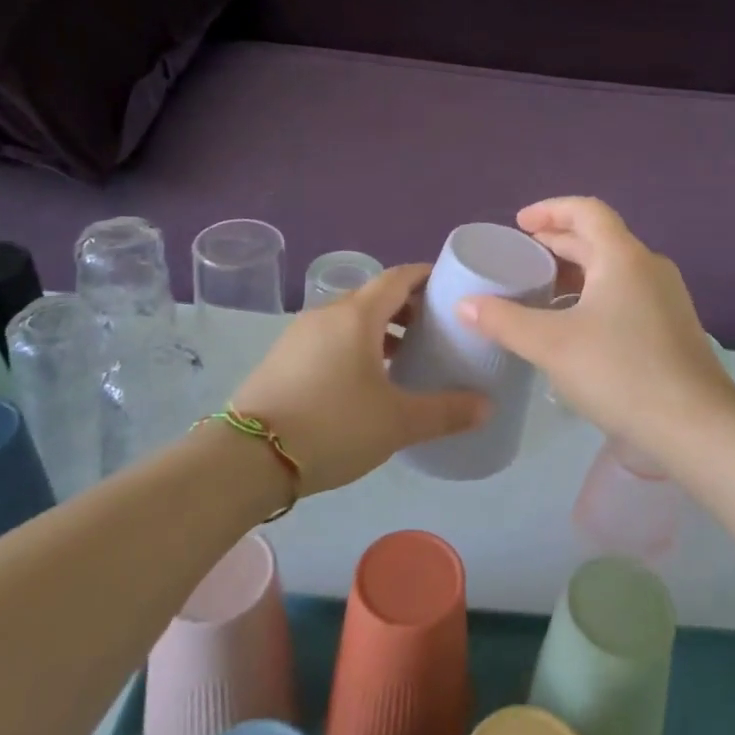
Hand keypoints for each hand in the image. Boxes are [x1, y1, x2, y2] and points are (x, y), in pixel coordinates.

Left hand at [227, 264, 489, 495]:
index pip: (399, 277)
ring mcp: (300, 335)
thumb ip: (445, 412)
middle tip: (435, 330)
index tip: (450, 287)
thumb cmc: (333, 426)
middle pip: (375, 296)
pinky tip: (364, 381)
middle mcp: (327, 313)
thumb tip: (487, 406)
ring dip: (380, 330)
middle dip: (407, 307)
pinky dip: (354, 346)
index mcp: (357, 315)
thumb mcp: (397, 422)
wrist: (247, 458)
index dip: (426, 277)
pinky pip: (329, 338)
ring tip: (404, 357)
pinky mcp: (282, 358)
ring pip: (350, 319)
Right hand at [456, 198, 734, 460]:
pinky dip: (594, 295)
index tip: (519, 224)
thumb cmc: (620, 373)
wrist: (696, 427)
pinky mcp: (671, 327)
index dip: (549, 209)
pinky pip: (625, 293)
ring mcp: (666, 297)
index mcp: (623, 257)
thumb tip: (465, 304)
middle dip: (557, 242)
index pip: (586, 211)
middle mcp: (649, 267)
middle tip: (521, 255)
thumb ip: (504, 321)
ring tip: (541, 290)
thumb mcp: (551, 345)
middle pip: (599, 238)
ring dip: (576, 271)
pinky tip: (574, 326)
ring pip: (613, 268)